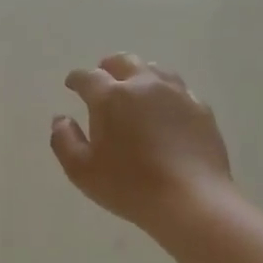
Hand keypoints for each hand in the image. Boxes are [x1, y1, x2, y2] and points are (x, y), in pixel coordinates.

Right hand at [51, 55, 233, 228]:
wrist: (192, 200)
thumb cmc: (129, 186)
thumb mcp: (81, 170)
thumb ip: (63, 140)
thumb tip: (61, 119)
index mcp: (110, 97)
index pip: (88, 77)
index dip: (76, 79)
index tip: (71, 85)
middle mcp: (144, 86)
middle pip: (124, 62)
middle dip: (108, 67)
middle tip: (102, 78)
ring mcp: (177, 94)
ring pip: (154, 70)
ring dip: (139, 75)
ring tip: (134, 89)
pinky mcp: (201, 109)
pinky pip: (179, 90)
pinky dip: (165, 94)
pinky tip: (165, 109)